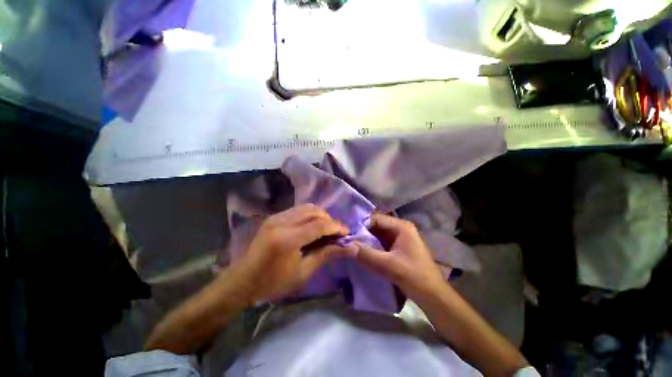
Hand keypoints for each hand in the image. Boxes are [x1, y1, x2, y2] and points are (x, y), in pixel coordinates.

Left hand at [226, 204, 351, 303]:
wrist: (243, 280)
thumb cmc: (274, 282)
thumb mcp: (303, 272)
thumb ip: (327, 255)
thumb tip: (351, 248)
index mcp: (288, 239)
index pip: (320, 225)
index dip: (337, 227)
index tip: (347, 233)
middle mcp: (281, 222)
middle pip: (314, 212)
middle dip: (329, 220)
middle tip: (336, 233)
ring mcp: (276, 217)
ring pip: (307, 207)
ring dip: (320, 216)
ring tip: (325, 229)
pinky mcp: (273, 217)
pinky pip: (298, 210)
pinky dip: (309, 215)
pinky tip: (311, 226)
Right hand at [353, 213, 445, 302]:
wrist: (433, 297)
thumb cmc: (414, 277)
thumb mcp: (388, 266)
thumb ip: (366, 254)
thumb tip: (346, 245)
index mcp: (401, 227)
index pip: (375, 219)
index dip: (361, 225)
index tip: (347, 234)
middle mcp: (400, 229)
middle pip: (376, 227)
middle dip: (362, 234)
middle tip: (347, 241)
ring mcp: (399, 239)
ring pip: (377, 236)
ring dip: (366, 242)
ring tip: (351, 247)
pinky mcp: (397, 249)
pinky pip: (380, 244)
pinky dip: (371, 248)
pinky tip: (361, 254)